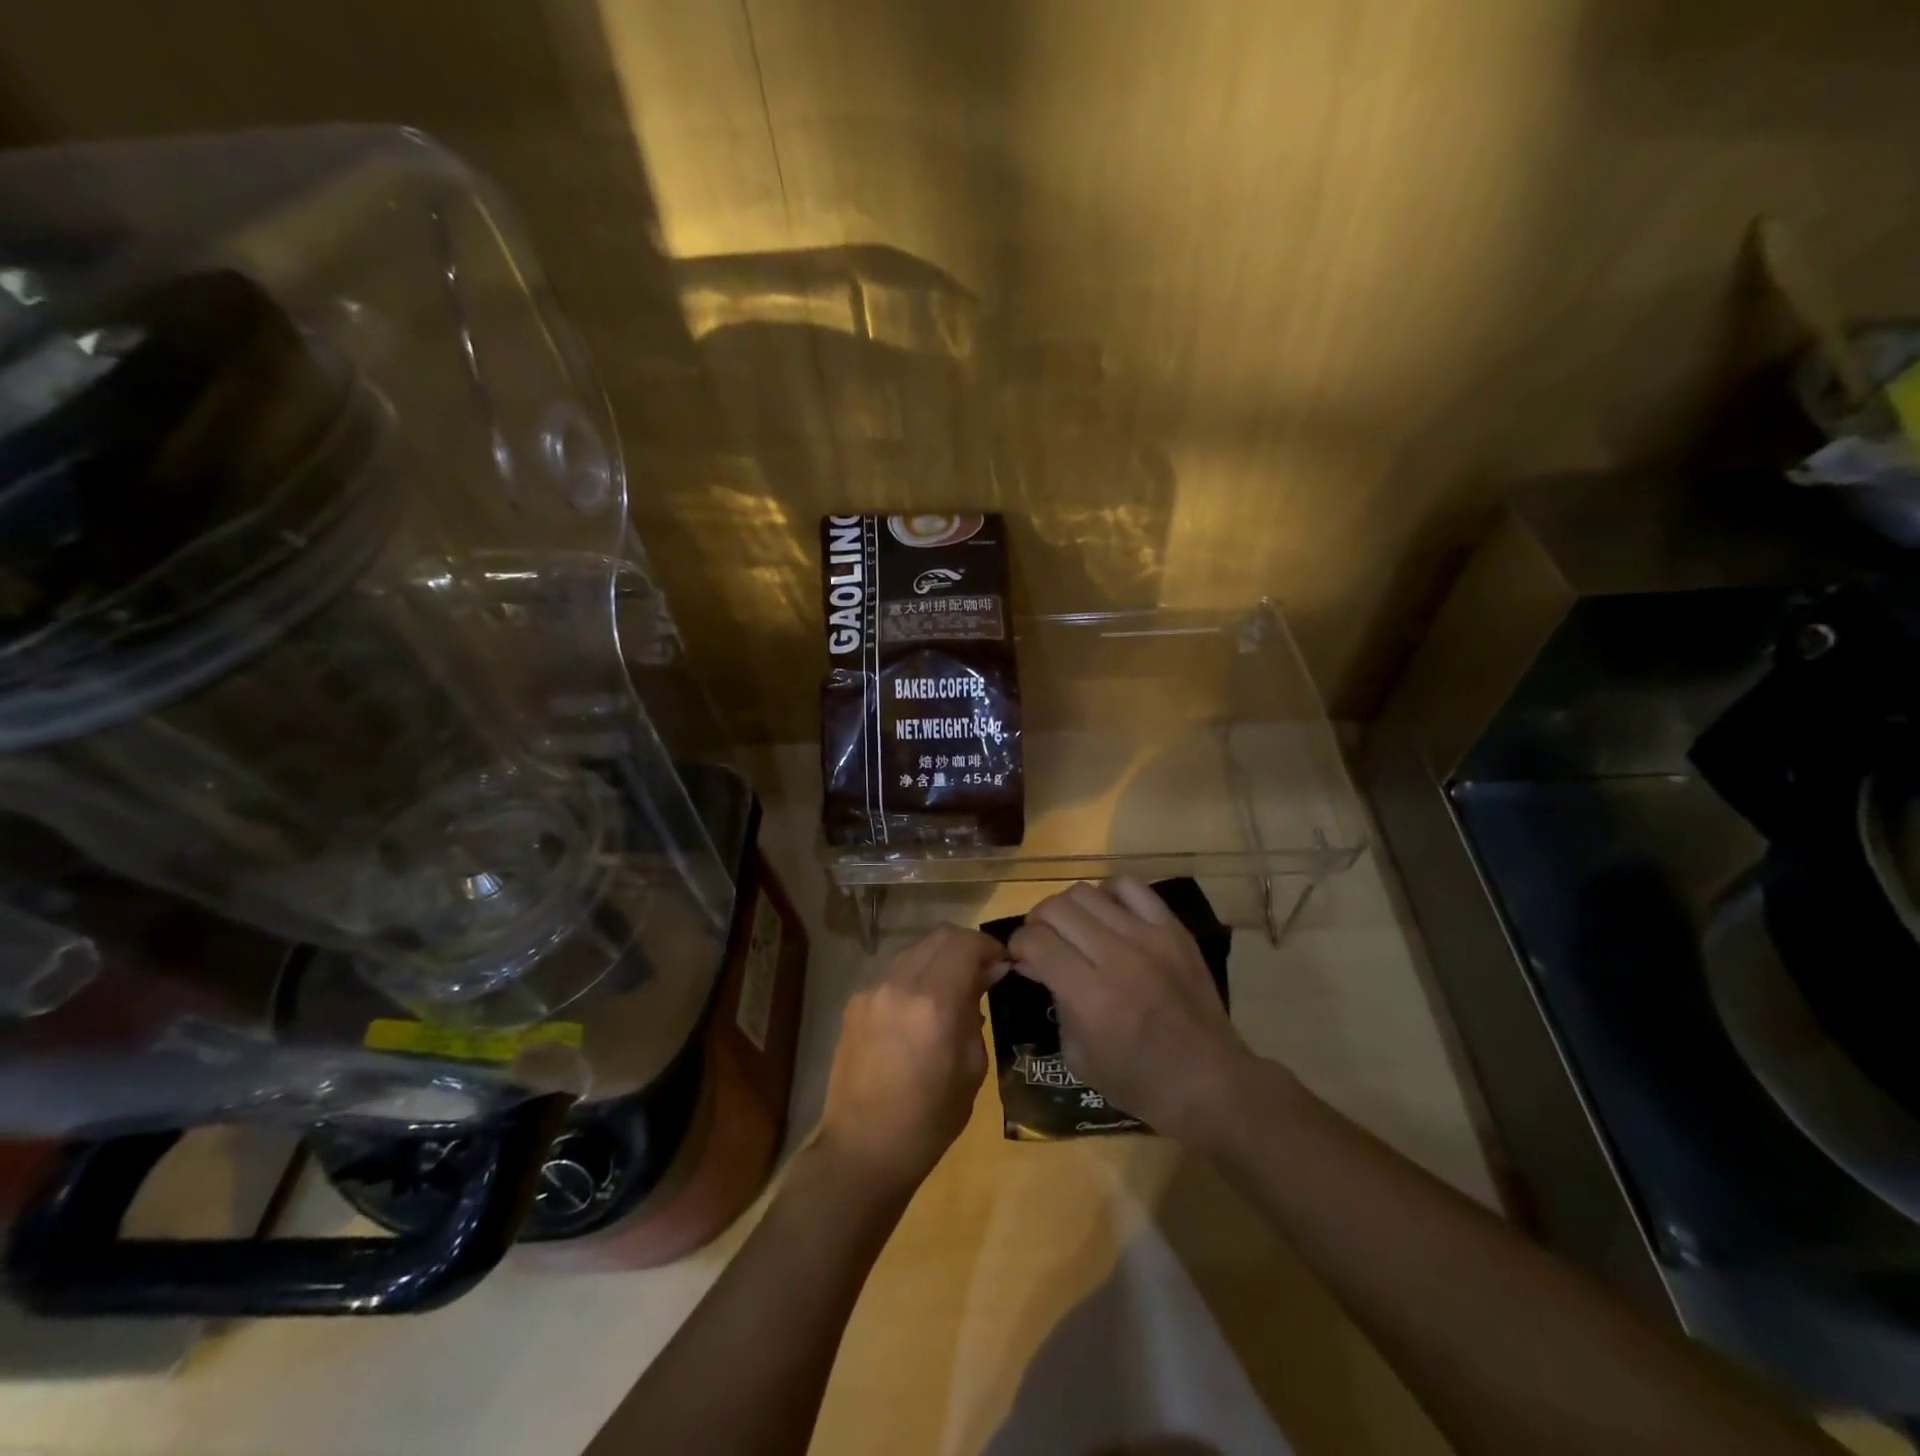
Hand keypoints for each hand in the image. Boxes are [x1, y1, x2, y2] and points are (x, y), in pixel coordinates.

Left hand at [815, 924, 1006, 1194]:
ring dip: (940, 958)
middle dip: (966, 946)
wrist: (863, 1149)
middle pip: (939, 935)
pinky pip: (894, 972)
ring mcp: (872, 990)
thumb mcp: (972, 1068)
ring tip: (953, 988)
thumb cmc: (930, 1120)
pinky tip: (922, 1008)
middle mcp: (899, 984)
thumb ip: (977, 1012)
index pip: (966, 943)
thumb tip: (986, 976)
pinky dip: (916, 976)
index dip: (990, 946)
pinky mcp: (854, 1002)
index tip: (1004, 964)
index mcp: (934, 1003)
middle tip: (983, 972)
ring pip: (915, 949)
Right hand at [1008, 878, 1257, 1144]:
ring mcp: (1148, 937)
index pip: (1036, 940)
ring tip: (1073, 928)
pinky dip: (1109, 894)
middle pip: (1056, 908)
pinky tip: (1108, 916)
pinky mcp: (1173, 929)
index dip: (1018, 945)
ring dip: (1068, 909)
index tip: (1020, 957)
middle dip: (1037, 923)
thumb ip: (1053, 1000)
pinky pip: (1130, 887)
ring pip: (1086, 892)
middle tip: (1042, 942)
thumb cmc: (1138, 1081)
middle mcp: (1116, 956)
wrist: (1209, 1082)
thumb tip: (1034, 963)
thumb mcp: (1078, 1055)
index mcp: (1090, 996)